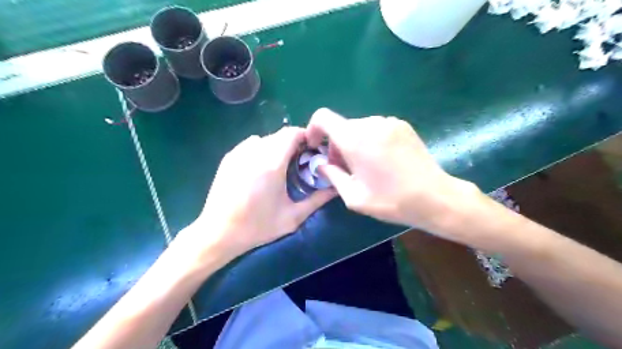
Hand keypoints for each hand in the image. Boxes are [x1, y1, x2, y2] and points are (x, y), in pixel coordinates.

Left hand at [189, 126, 334, 260]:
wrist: (218, 233)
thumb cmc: (258, 227)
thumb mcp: (292, 217)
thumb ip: (317, 200)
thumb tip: (336, 188)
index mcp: (272, 163)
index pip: (292, 133)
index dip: (306, 137)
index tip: (312, 150)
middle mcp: (254, 152)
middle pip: (280, 135)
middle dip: (293, 143)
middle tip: (300, 161)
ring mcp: (239, 153)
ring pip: (265, 139)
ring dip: (277, 146)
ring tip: (280, 166)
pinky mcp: (228, 157)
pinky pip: (251, 144)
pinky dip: (261, 150)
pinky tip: (260, 169)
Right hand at [308, 107, 476, 233]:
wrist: (434, 197)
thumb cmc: (391, 200)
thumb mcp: (353, 197)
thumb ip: (332, 176)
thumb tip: (321, 164)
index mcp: (354, 139)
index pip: (323, 118)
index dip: (313, 129)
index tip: (316, 146)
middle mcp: (371, 123)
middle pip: (342, 126)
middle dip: (336, 145)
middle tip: (345, 168)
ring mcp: (389, 122)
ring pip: (359, 128)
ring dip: (354, 143)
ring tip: (365, 166)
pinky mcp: (403, 125)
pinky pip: (376, 128)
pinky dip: (370, 140)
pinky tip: (382, 160)